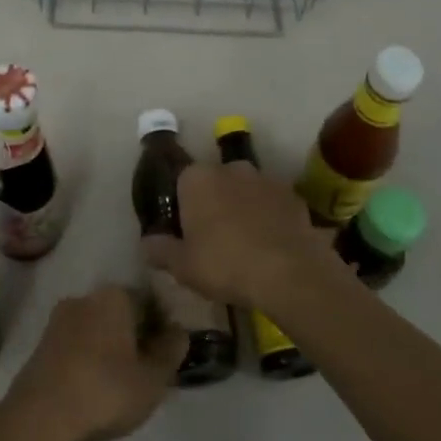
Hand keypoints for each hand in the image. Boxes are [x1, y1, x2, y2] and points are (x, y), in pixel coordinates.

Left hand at [0, 285, 183, 440]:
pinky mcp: (41, 343)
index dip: (162, 326)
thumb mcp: (153, 378)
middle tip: (145, 370)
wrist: (40, 418)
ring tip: (119, 382)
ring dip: (109, 347)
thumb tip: (178, 331)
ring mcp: (59, 319)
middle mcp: (85, 297)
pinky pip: (76, 344)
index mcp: (114, 296)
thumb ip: (171, 351)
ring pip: (96, 328)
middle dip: (134, 335)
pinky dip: (88, 358)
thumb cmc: (105, 391)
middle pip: (120, 312)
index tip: (166, 354)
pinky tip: (93, 386)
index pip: (148, 300)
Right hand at [145, 161, 341, 313]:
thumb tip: (146, 242)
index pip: (182, 182)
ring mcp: (266, 179)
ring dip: (244, 208)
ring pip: (246, 191)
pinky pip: (273, 204)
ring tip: (247, 245)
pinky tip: (271, 246)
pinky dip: (270, 218)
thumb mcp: (182, 266)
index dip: (183, 207)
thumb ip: (160, 250)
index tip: (186, 233)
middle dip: (214, 204)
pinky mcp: (293, 196)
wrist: (289, 273)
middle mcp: (231, 168)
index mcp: (198, 178)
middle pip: (216, 183)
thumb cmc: (224, 264)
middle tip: (215, 239)